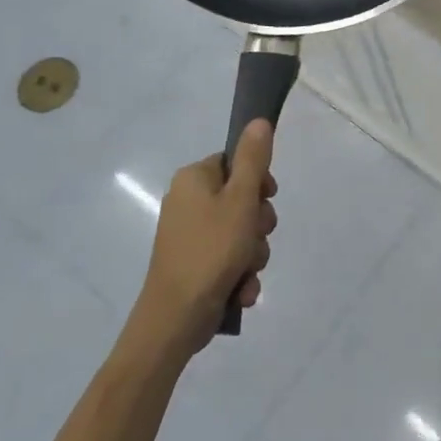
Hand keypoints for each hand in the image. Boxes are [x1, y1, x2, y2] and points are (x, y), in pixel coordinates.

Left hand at [138, 120, 277, 356]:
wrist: (175, 319)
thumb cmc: (210, 251)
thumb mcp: (240, 200)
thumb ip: (253, 160)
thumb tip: (259, 120)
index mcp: (194, 179)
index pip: (236, 163)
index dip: (259, 182)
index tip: (266, 199)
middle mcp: (188, 202)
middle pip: (243, 199)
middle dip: (258, 225)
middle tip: (254, 240)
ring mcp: (190, 235)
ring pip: (242, 232)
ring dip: (253, 253)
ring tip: (245, 271)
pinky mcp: (195, 264)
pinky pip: (230, 258)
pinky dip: (240, 273)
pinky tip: (240, 289)